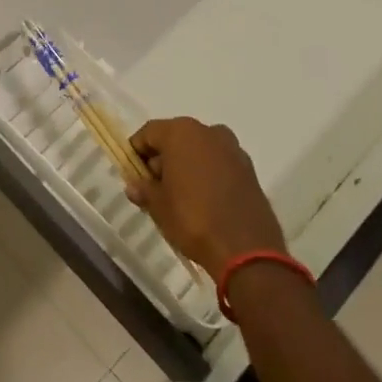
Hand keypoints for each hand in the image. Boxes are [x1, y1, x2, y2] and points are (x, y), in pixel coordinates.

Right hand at [126, 118, 284, 282]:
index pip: (148, 132)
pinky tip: (203, 200)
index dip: (136, 151)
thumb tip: (134, 185)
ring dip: (186, 166)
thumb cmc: (193, 219)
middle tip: (153, 187)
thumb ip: (144, 189)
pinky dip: (207, 175)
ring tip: (178, 196)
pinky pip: (219, 164)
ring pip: (199, 150)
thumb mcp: (158, 206)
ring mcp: (233, 150)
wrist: (246, 249)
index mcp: (182, 133)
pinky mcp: (249, 170)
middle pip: (175, 138)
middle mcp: (209, 132)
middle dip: (162, 159)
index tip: (132, 173)